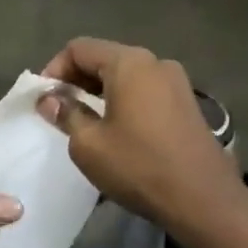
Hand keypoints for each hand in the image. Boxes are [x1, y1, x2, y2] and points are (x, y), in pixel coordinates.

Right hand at [36, 37, 245, 229]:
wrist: (203, 199)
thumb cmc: (138, 166)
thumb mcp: (89, 144)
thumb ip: (66, 114)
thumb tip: (49, 99)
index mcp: (129, 63)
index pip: (79, 48)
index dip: (54, 69)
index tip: (43, 99)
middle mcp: (155, 63)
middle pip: (104, 58)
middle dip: (76, 80)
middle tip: (58, 110)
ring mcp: (177, 82)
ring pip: (126, 76)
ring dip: (100, 92)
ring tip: (84, 121)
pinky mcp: (187, 104)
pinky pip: (145, 91)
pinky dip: (123, 101)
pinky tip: (115, 129)